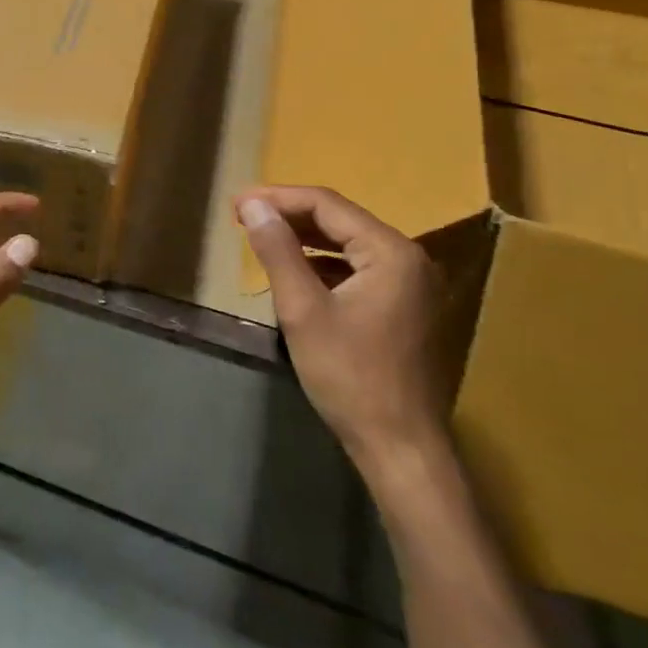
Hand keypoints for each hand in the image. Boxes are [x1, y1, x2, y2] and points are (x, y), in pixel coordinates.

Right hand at [236, 185, 449, 475]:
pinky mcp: (404, 306)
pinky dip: (322, 263)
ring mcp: (411, 284)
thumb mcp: (303, 310)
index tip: (237, 203)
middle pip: (340, 219)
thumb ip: (278, 251)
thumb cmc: (350, 377)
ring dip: (304, 238)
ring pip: (347, 243)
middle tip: (243, 216)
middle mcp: (408, 258)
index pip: (327, 204)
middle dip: (289, 215)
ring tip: (262, 236)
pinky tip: (295, 272)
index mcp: (391, 252)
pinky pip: (357, 267)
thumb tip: (252, 204)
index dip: (278, 198)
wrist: (401, 450)